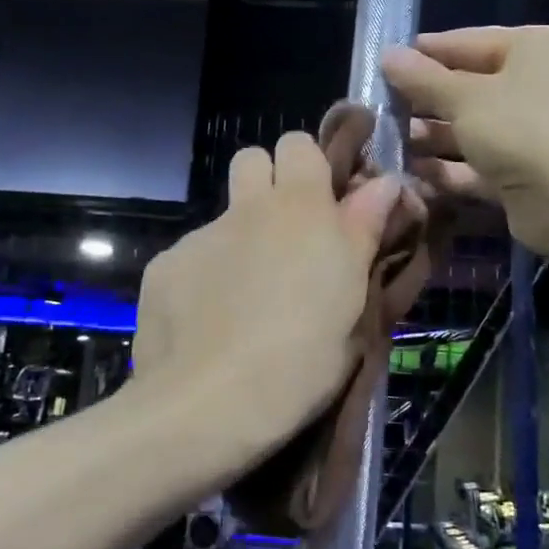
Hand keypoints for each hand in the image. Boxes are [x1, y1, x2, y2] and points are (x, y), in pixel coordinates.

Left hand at [134, 132, 402, 432]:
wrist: (207, 403)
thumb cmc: (301, 359)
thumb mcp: (352, 302)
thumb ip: (364, 232)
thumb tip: (383, 182)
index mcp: (300, 209)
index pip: (299, 144)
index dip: (310, 167)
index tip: (326, 206)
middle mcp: (247, 208)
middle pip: (252, 159)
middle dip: (269, 183)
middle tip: (286, 235)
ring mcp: (200, 236)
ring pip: (224, 215)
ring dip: (239, 235)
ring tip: (245, 293)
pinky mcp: (164, 265)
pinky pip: (191, 255)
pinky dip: (203, 276)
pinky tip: (208, 321)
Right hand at [383, 26, 548, 257]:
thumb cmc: (524, 129)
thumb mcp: (465, 98)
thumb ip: (423, 79)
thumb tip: (387, 54)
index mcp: (533, 48)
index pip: (466, 42)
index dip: (423, 54)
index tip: (381, 64)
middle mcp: (536, 85)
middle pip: (467, 88)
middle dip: (422, 101)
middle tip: (376, 109)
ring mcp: (531, 132)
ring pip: (469, 129)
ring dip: (430, 137)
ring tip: (384, 142)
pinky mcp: (523, 174)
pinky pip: (476, 165)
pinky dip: (447, 168)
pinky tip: (409, 173)